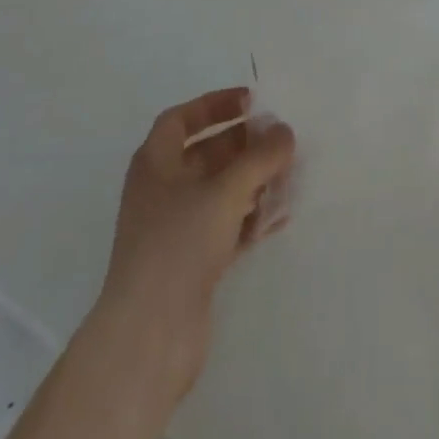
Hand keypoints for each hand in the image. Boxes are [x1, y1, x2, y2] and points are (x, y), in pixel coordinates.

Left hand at [91, 88, 294, 402]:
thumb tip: (285, 131)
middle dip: (244, 144)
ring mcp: (175, 229)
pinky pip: (226, 226)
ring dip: (253, 181)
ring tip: (289, 176)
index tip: (252, 101)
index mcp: (155, 163)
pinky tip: (280, 217)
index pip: (182, 119)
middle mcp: (162, 191)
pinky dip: (251, 217)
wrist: (148, 337)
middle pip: (206, 154)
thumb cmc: (179, 245)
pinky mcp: (191, 263)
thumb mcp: (226, 190)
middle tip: (281, 139)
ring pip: (219, 191)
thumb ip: (260, 156)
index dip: (215, 105)